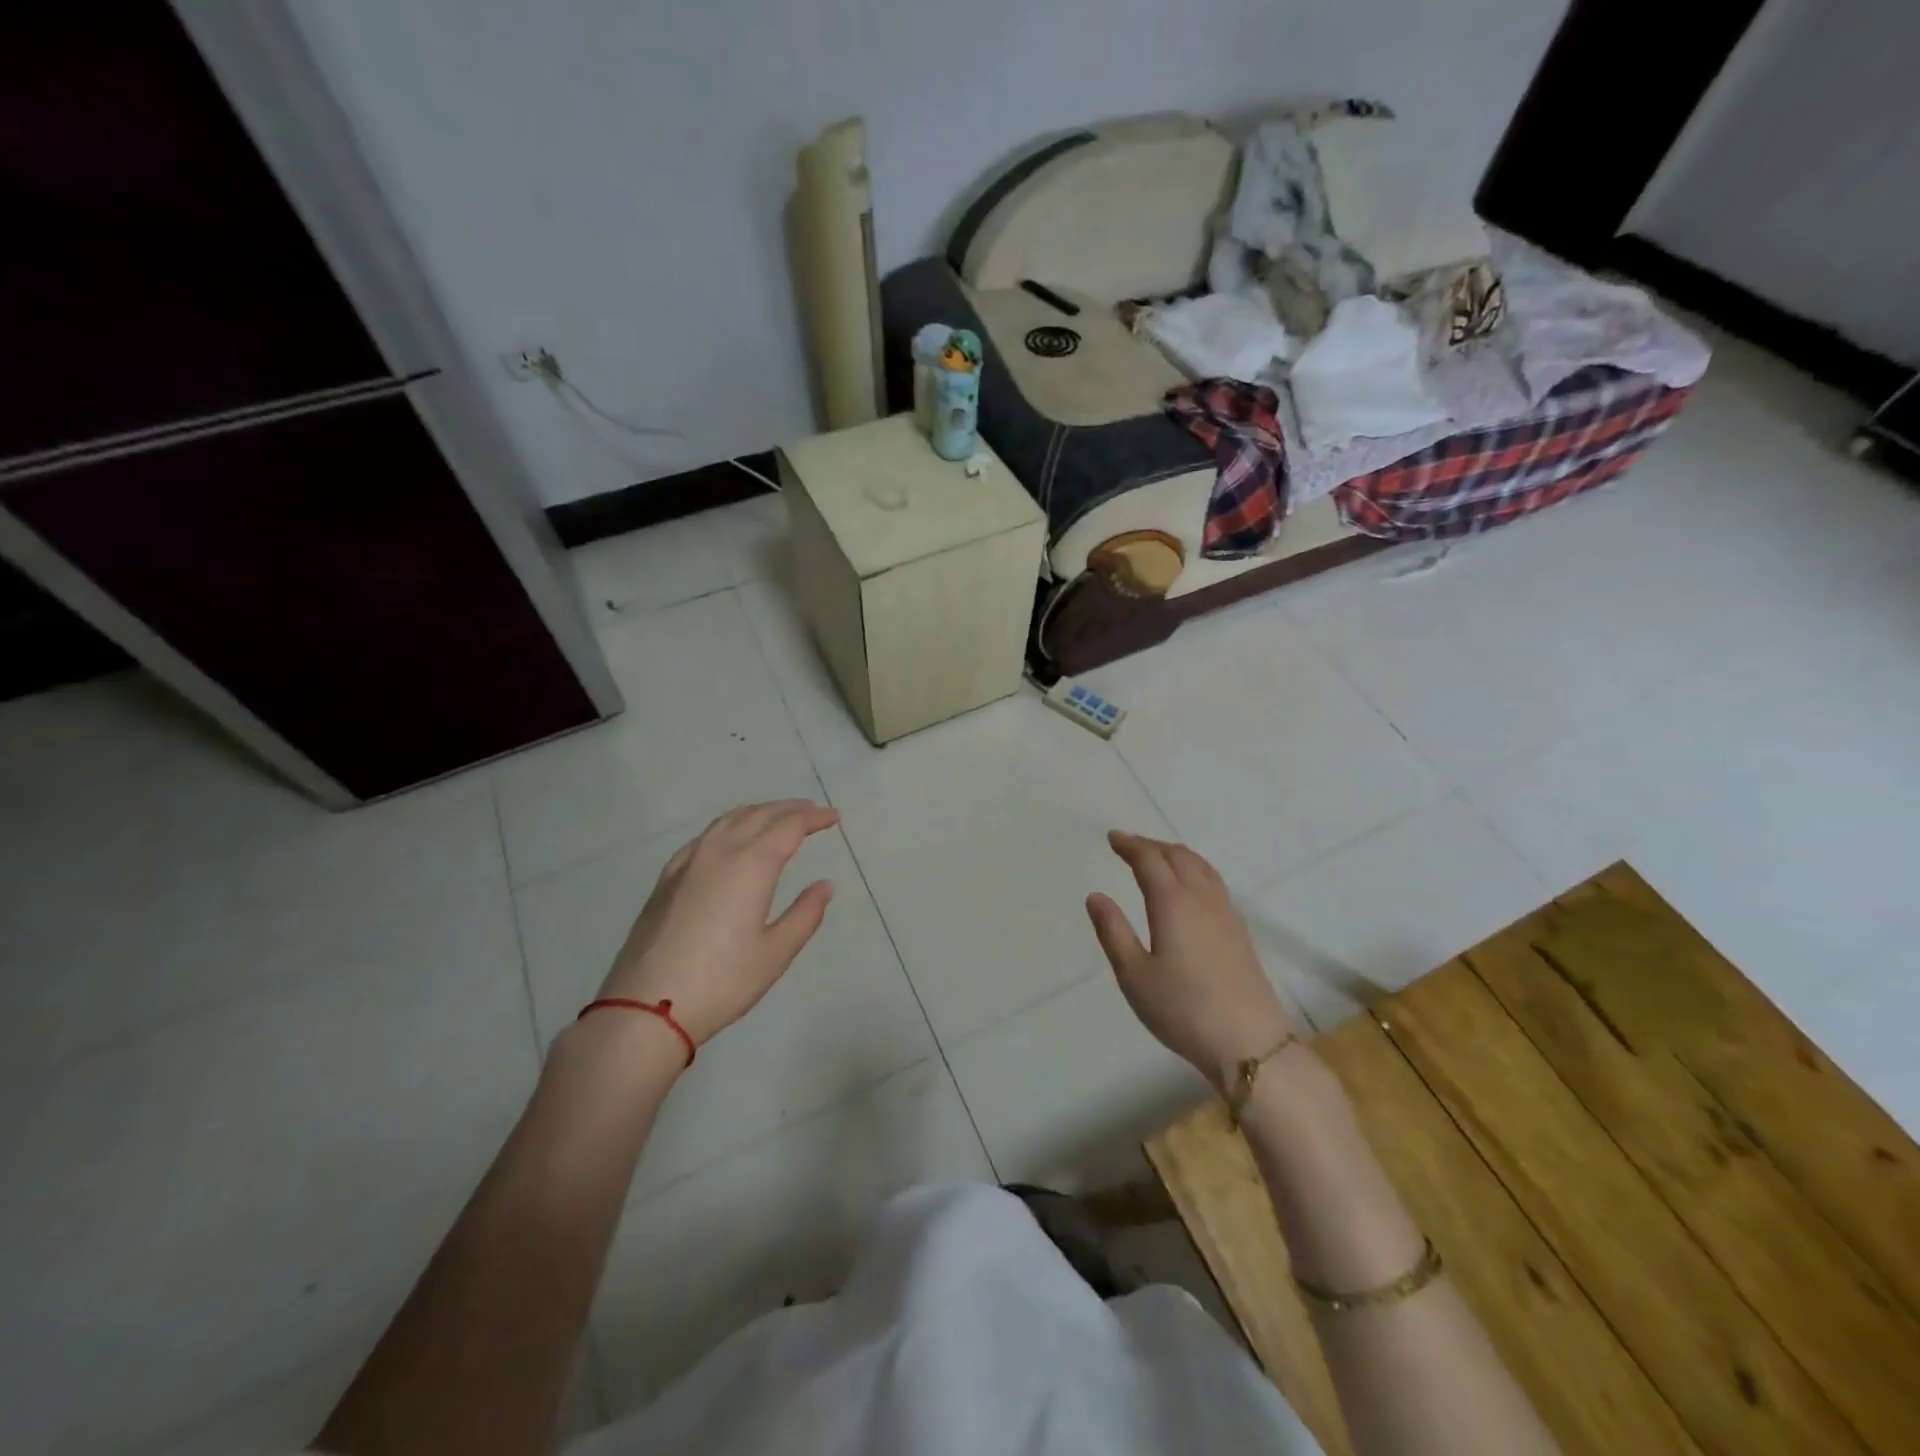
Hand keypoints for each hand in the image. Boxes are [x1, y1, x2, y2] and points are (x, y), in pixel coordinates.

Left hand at [597, 800, 838, 1047]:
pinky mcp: (667, 878)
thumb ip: (805, 914)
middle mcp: (720, 852)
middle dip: (790, 809)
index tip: (834, 817)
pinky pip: (705, 837)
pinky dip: (728, 827)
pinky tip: (729, 841)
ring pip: (728, 820)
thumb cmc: (722, 981)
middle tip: (813, 813)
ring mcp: (688, 862)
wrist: (646, 1007)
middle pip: (759, 815)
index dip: (814, 818)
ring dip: (758, 813)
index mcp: (751, 865)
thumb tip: (825, 885)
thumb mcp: (775, 953)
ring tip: (777, 818)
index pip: (789, 826)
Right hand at [1086, 831, 1295, 1089]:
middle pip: (1178, 856)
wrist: (1248, 1044)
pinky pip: (1215, 883)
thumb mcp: (1134, 975)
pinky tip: (1192, 887)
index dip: (1130, 846)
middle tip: (1129, 845)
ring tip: (1159, 857)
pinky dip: (1196, 870)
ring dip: (1176, 854)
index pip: (1150, 861)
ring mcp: (1226, 914)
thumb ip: (1113, 931)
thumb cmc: (1182, 1009)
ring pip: (1202, 867)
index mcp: (1173, 903)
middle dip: (1152, 846)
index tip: (1113, 838)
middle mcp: (1202, 899)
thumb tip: (1095, 896)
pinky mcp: (1240, 932)